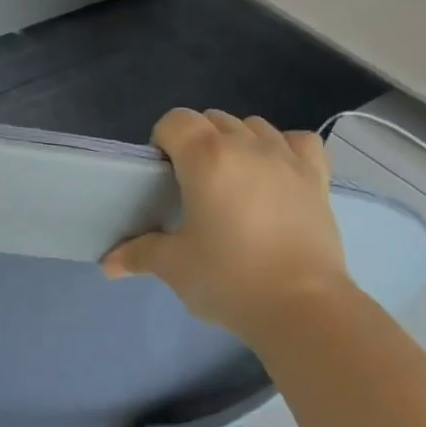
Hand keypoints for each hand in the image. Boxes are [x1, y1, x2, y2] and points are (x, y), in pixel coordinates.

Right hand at [102, 109, 352, 342]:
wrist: (301, 306)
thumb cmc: (228, 279)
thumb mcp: (174, 266)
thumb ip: (139, 254)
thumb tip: (108, 263)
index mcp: (207, 158)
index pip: (175, 121)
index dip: (162, 141)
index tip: (161, 176)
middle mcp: (248, 146)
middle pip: (213, 120)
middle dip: (197, 142)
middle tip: (191, 186)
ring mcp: (287, 158)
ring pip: (254, 127)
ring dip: (236, 143)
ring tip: (231, 183)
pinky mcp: (317, 177)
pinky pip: (296, 142)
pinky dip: (281, 149)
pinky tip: (274, 175)